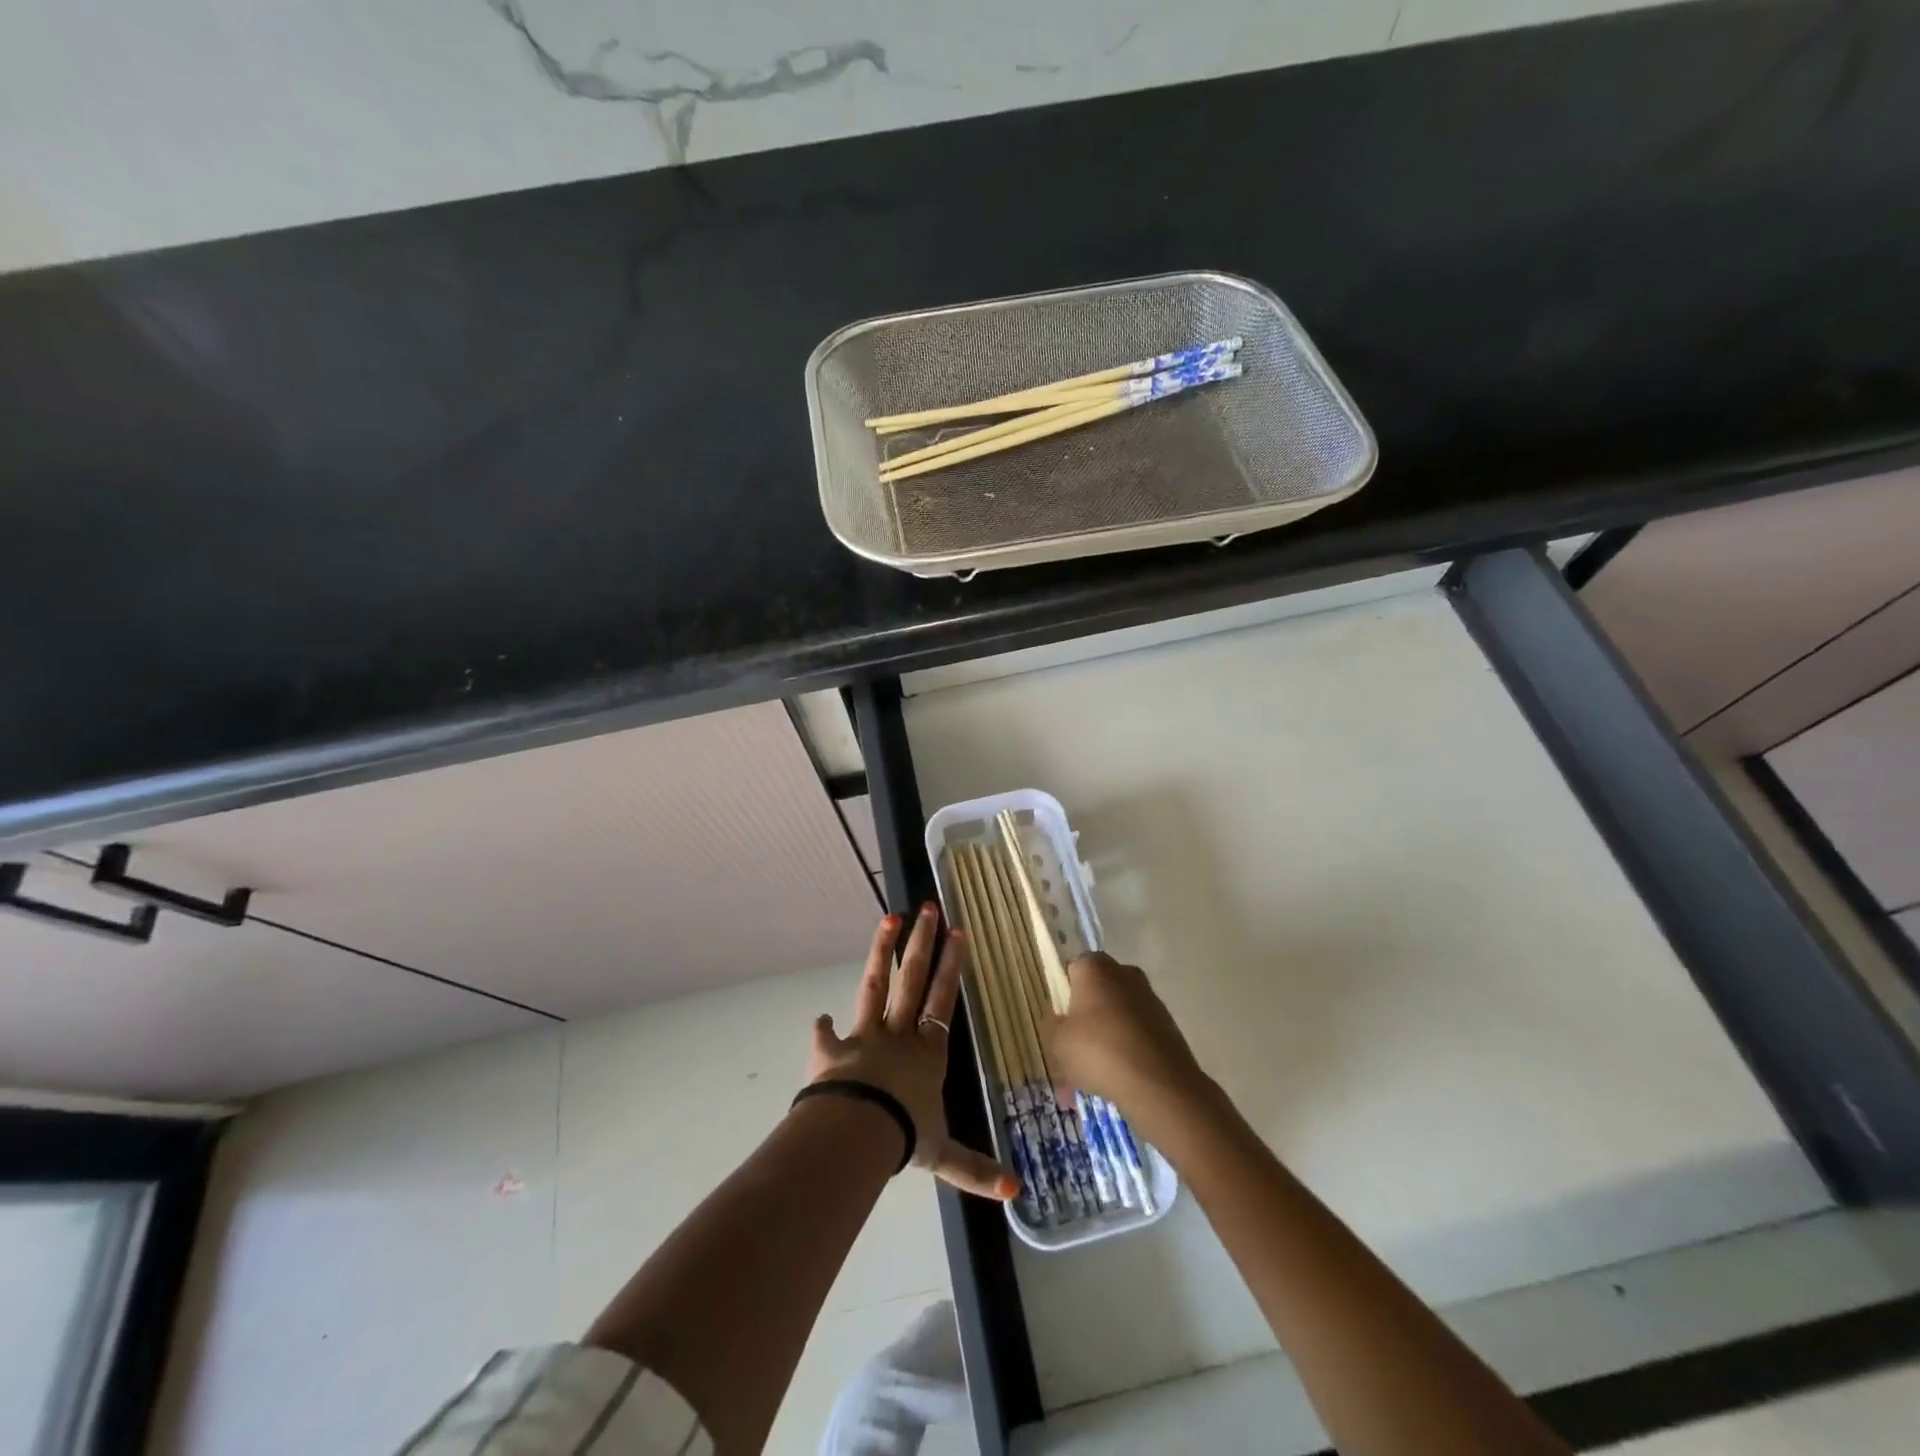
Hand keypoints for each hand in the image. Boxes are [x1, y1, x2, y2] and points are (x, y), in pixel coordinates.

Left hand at [809, 905, 1019, 1201]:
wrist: (855, 1132)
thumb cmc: (905, 1136)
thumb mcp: (943, 1156)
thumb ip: (975, 1169)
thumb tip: (1016, 1193)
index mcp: (927, 1051)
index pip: (944, 999)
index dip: (952, 965)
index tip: (958, 931)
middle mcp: (898, 1034)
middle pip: (913, 979)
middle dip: (922, 943)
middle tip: (928, 908)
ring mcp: (864, 1036)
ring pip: (876, 985)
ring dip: (882, 952)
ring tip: (889, 918)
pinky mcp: (831, 1049)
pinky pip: (826, 1036)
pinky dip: (823, 1029)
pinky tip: (819, 1018)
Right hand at [1043, 953, 1212, 1125]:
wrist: (1159, 1085)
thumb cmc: (1098, 1051)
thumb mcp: (1058, 1042)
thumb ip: (1055, 1026)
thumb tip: (1064, 1022)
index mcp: (1095, 968)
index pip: (1074, 970)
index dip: (1065, 996)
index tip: (1062, 1023)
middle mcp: (1125, 974)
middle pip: (1098, 994)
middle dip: (1086, 1021)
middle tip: (1073, 1055)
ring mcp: (1150, 1000)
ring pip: (1117, 1018)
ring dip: (1105, 1041)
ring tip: (1091, 1082)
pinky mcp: (1168, 1026)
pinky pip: (1137, 1037)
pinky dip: (1126, 1054)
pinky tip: (1115, 1084)